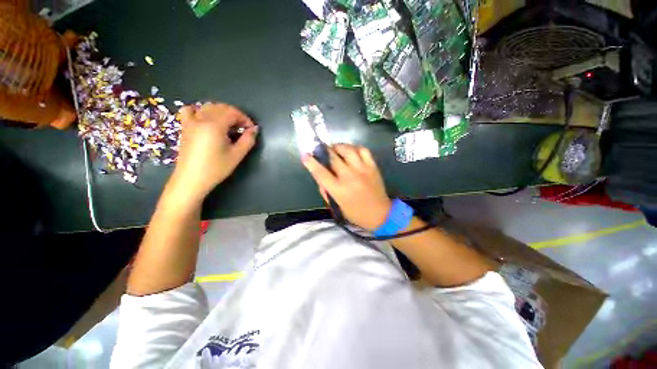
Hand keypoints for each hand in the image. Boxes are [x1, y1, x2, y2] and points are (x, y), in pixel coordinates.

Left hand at [169, 103, 257, 203]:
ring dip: (221, 112)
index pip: (232, 112)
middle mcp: (201, 119)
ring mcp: (191, 122)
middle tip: (242, 128)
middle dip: (235, 115)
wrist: (191, 179)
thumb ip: (248, 140)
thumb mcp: (237, 155)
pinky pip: (190, 110)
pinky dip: (200, 110)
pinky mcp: (185, 127)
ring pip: (207, 107)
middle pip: (221, 107)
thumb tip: (254, 129)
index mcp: (215, 125)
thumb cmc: (216, 168)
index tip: (251, 129)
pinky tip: (206, 120)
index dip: (244, 118)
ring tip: (228, 125)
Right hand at [302, 144, 391, 230]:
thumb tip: (319, 177)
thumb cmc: (356, 213)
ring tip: (335, 148)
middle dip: (323, 151)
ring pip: (348, 149)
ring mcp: (363, 169)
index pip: (321, 173)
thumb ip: (326, 191)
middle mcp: (350, 177)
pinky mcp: (372, 166)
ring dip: (338, 146)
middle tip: (320, 149)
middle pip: (333, 157)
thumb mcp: (337, 206)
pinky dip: (355, 148)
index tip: (305, 155)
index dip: (311, 163)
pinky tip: (351, 151)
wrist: (381, 214)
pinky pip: (363, 150)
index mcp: (339, 190)